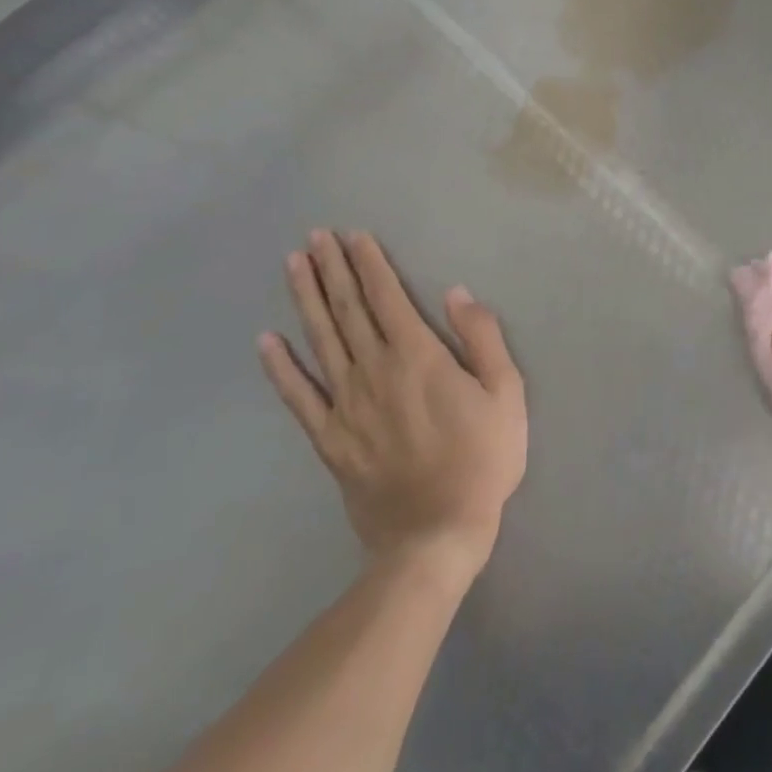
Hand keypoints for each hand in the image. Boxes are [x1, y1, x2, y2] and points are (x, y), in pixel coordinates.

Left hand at [260, 230, 527, 582]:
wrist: (436, 536)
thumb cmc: (482, 459)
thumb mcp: (506, 393)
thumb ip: (482, 338)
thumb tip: (457, 293)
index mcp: (418, 356)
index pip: (387, 296)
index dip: (369, 263)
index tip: (353, 235)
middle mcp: (375, 370)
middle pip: (348, 310)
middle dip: (332, 269)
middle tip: (314, 235)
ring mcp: (346, 405)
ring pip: (321, 340)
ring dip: (305, 299)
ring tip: (293, 265)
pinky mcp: (330, 439)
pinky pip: (298, 396)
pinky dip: (281, 367)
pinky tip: (266, 341)